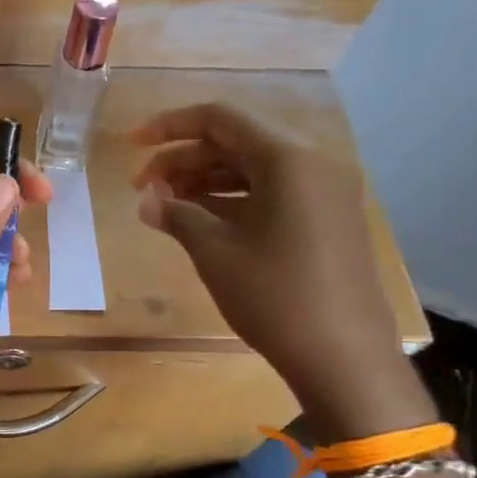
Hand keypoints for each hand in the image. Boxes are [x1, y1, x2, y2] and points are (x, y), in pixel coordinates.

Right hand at [132, 103, 433, 442]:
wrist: (345, 358)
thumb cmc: (275, 296)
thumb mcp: (215, 252)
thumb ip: (176, 214)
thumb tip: (145, 200)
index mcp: (288, 159)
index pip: (220, 119)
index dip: (169, 127)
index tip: (131, 145)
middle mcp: (312, 164)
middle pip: (236, 141)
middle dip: (183, 158)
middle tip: (141, 186)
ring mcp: (324, 192)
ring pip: (252, 168)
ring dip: (204, 179)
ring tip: (163, 203)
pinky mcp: (326, 219)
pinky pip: (271, 192)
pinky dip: (231, 198)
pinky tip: (199, 218)